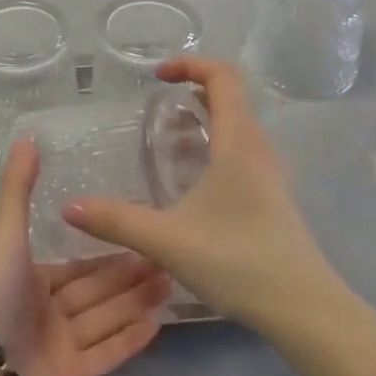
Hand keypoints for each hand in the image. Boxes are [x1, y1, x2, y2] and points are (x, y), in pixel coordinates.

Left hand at [0, 137, 169, 375]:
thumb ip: (18, 188)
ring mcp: (61, 348)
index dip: (109, 253)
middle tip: (169, 258)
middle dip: (131, 275)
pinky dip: (130, 340)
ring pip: (107, 318)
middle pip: (97, 291)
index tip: (142, 236)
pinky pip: (107, 354)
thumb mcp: (5, 235)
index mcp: (30, 279)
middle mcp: (47, 312)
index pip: (78, 266)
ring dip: (137, 302)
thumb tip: (27, 137)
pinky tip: (158, 323)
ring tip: (172, 283)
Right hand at [63, 57, 337, 335]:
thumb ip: (117, 221)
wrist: (307, 312)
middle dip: (191, 91)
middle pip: (230, 97)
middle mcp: (257, 148)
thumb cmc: (240, 262)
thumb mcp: (168, 240)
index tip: (157, 76)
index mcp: (238, 142)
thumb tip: (68, 207)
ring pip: (236, 126)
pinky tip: (191, 183)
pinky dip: (213, 147)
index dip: (190, 63)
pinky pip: (240, 151)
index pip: (222, 76)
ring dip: (203, 121)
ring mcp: (269, 174)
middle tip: (156, 108)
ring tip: (167, 142)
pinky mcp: (272, 198)